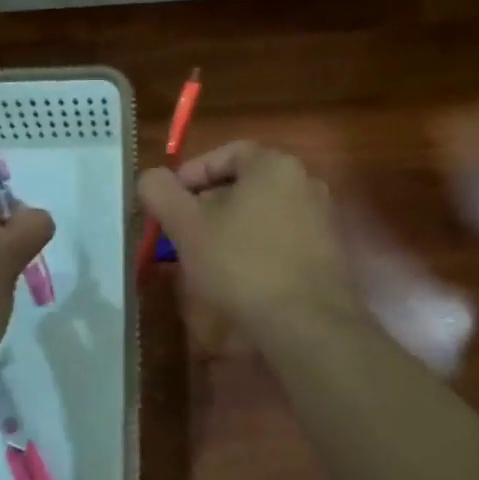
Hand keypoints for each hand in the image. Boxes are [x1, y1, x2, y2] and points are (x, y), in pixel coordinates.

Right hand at [138, 142, 362, 350]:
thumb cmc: (242, 264)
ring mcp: (322, 219)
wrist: (306, 326)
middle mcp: (305, 183)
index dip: (191, 174)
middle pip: (245, 184)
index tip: (169, 201)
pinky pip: (281, 239)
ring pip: (262, 214)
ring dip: (230, 228)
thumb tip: (151, 178)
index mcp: (274, 166)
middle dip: (208, 204)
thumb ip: (161, 192)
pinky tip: (237, 278)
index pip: (227, 153)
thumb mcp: (187, 226)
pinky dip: (255, 249)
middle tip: (181, 230)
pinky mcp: (328, 254)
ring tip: (203, 257)